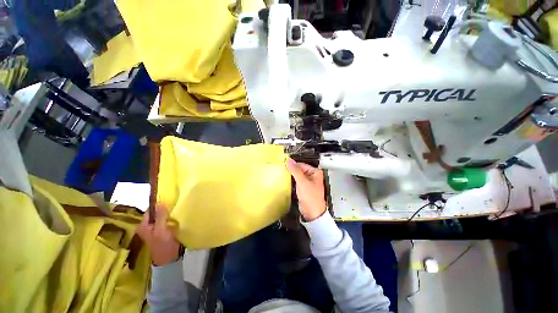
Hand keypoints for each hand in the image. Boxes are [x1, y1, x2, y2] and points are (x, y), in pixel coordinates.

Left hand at [136, 204, 180, 265]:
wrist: (170, 258)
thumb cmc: (163, 244)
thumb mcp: (161, 230)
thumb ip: (160, 216)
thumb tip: (159, 202)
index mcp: (143, 225)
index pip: (150, 210)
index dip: (158, 205)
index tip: (169, 201)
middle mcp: (147, 226)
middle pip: (156, 213)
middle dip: (165, 209)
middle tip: (175, 206)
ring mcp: (155, 228)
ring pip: (162, 216)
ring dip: (169, 213)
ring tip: (177, 210)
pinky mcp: (163, 230)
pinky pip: (167, 220)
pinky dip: (171, 218)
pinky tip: (177, 217)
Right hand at [286, 158, 326, 221]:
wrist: (312, 213)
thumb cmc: (310, 197)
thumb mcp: (302, 182)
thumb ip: (295, 171)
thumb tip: (289, 161)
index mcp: (315, 172)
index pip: (301, 164)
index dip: (292, 165)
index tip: (283, 165)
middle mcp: (312, 176)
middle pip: (299, 170)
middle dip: (291, 171)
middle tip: (281, 171)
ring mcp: (308, 182)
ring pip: (297, 176)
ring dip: (290, 176)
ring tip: (282, 175)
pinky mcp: (304, 188)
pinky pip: (296, 182)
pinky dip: (292, 181)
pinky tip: (286, 182)